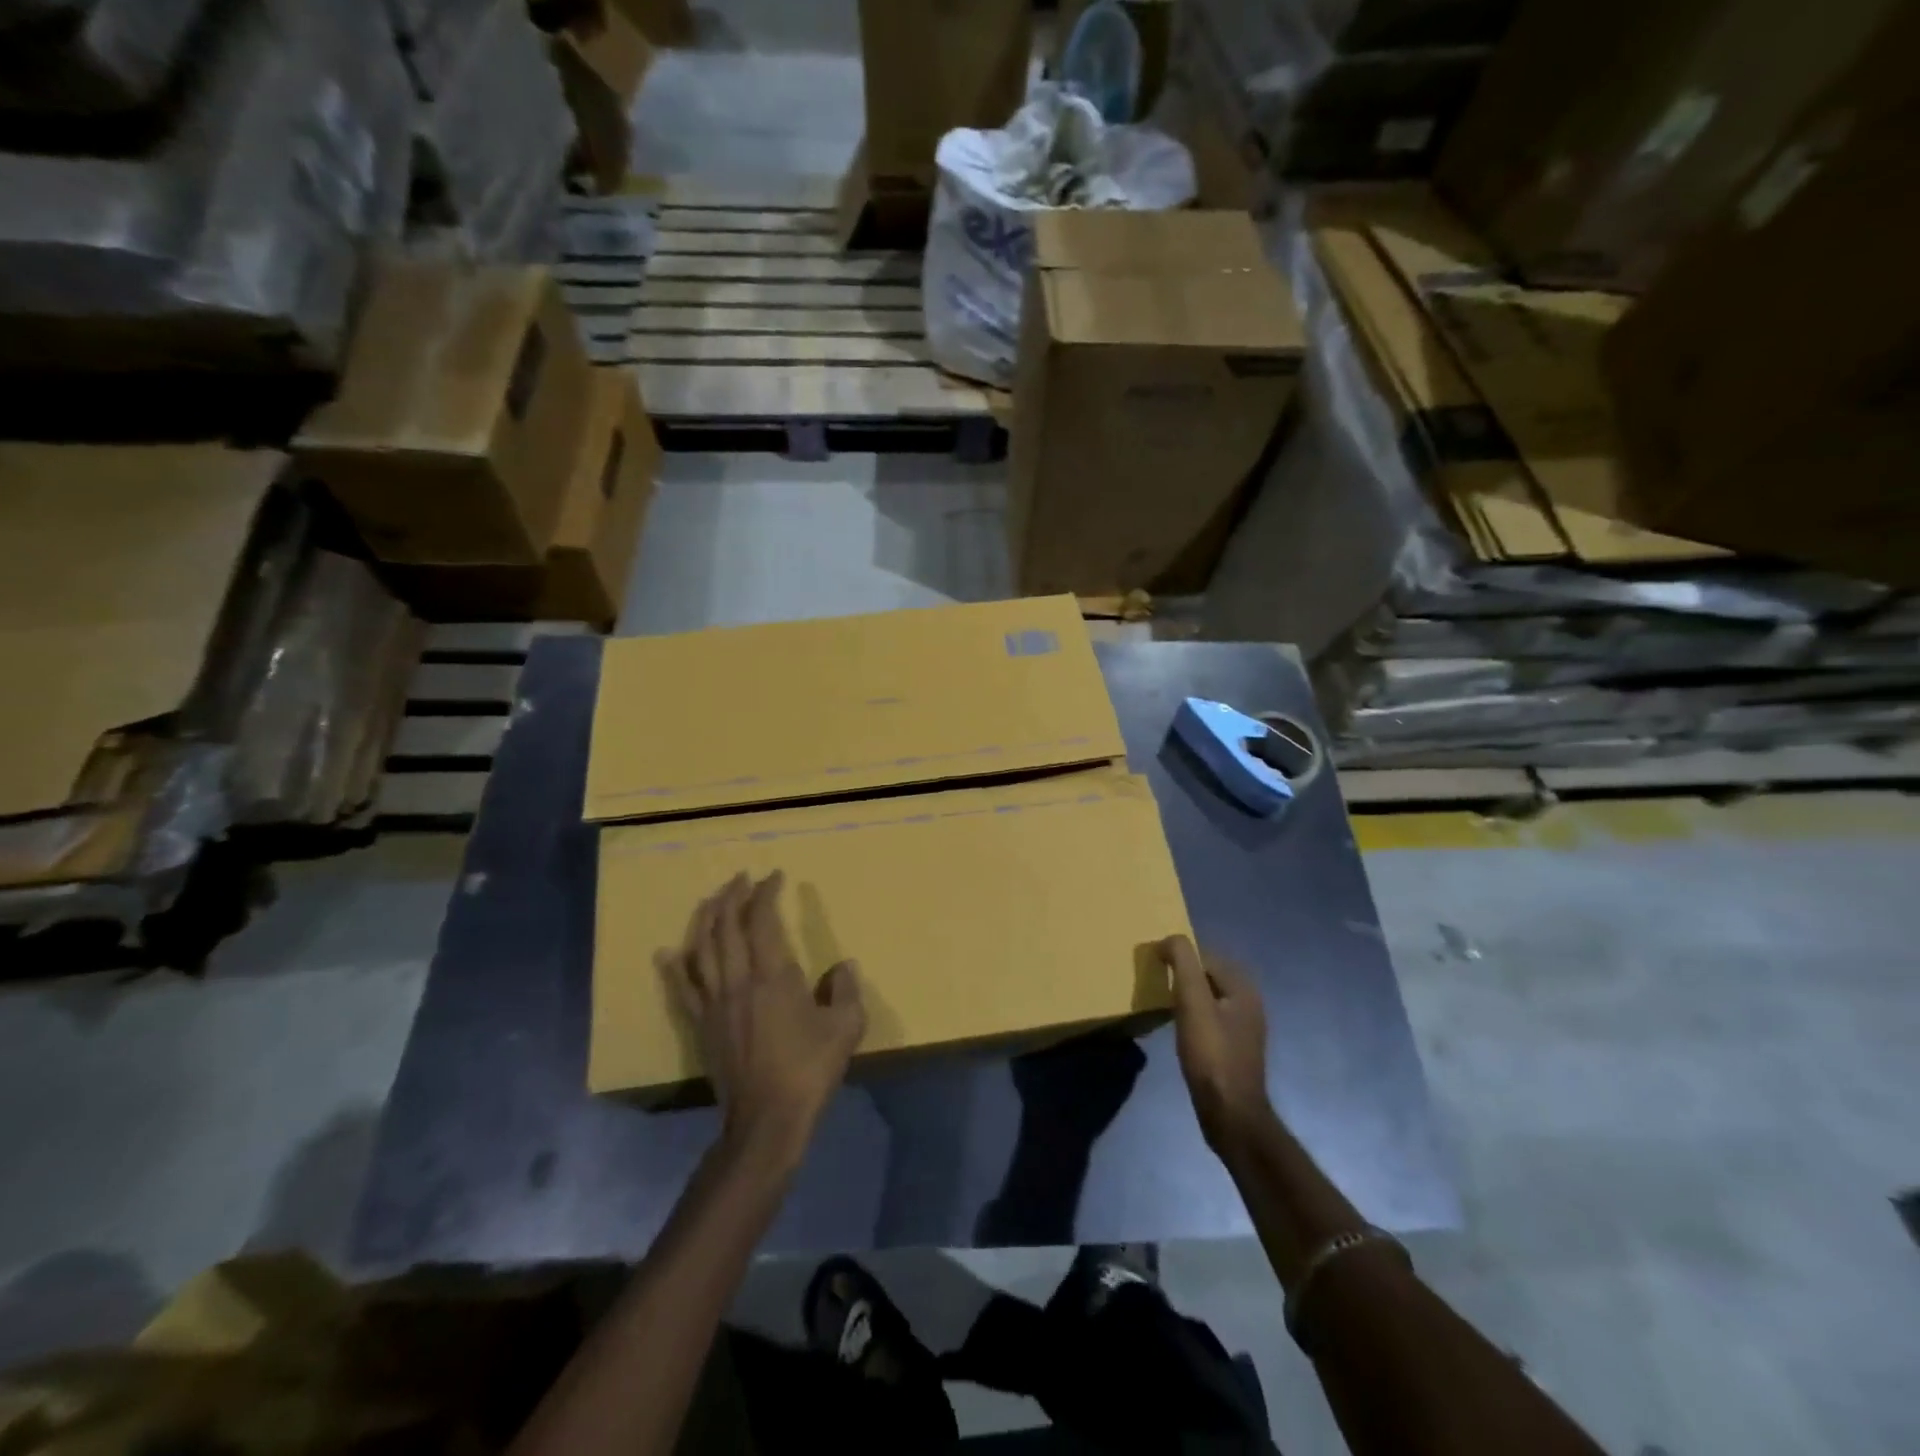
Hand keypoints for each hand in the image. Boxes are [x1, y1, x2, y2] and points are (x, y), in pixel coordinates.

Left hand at [657, 871, 865, 1166]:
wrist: (767, 1120)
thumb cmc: (809, 1070)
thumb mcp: (845, 1028)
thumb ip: (845, 990)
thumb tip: (842, 966)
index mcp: (773, 977)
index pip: (763, 921)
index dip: (766, 894)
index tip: (774, 877)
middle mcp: (739, 981)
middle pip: (726, 927)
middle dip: (732, 897)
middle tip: (741, 879)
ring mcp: (715, 1003)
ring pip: (701, 950)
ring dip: (705, 920)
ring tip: (711, 900)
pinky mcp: (702, 1025)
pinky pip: (683, 989)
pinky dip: (674, 967)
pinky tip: (667, 952)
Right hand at [1159, 935, 1270, 1151]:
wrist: (1229, 1113)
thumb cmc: (1211, 1054)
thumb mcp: (1192, 1001)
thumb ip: (1183, 962)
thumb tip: (1169, 939)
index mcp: (1243, 987)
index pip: (1206, 955)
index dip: (1180, 955)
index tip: (1154, 965)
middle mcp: (1249, 1002)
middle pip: (1208, 975)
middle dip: (1183, 973)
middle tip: (1155, 980)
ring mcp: (1244, 1028)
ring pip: (1209, 997)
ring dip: (1186, 994)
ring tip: (1161, 1001)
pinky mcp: (1234, 1048)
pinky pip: (1210, 1017)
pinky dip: (1192, 1014)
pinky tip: (1176, 1026)